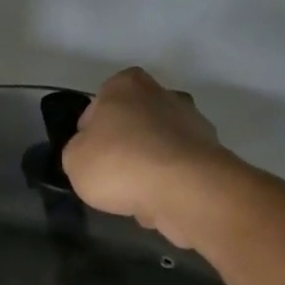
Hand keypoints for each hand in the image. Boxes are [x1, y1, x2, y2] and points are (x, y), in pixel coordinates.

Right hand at [62, 67, 234, 251]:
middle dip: (123, 145)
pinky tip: (158, 201)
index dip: (89, 133)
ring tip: (134, 194)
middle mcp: (163, 93)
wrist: (183, 189)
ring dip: (147, 165)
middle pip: (133, 122)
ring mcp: (193, 122)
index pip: (98, 105)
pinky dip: (167, 182)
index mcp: (126, 84)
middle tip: (111, 175)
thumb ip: (77, 149)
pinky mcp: (210, 153)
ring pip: (157, 146)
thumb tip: (92, 152)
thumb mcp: (73, 159)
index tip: (88, 156)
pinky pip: (177, 168)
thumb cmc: (119, 163)